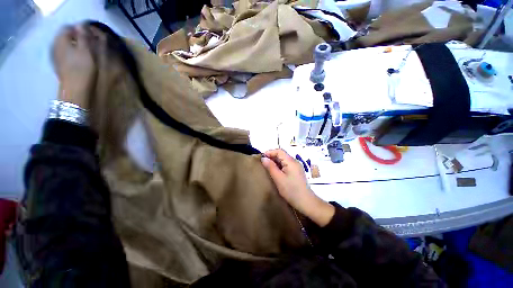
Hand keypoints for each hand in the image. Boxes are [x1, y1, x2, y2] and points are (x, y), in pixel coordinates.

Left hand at [52, 24, 96, 108]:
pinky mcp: (58, 65)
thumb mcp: (86, 51)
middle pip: (65, 36)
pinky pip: (64, 54)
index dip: (79, 30)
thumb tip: (81, 25)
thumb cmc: (82, 69)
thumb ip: (83, 36)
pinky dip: (70, 54)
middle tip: (88, 44)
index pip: (69, 28)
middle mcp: (55, 45)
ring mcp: (55, 56)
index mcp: (61, 40)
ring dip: (73, 46)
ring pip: (64, 46)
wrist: (74, 89)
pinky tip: (77, 60)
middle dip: (75, 38)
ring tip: (84, 52)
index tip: (89, 36)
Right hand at [261, 149, 334, 226]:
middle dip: (272, 157)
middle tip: (263, 163)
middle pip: (282, 155)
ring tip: (267, 167)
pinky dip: (280, 166)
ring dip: (275, 161)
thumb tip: (263, 158)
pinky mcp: (297, 172)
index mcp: (291, 161)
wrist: (306, 202)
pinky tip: (275, 171)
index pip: (279, 151)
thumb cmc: (291, 190)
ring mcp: (297, 167)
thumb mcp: (278, 178)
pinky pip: (286, 165)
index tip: (262, 157)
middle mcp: (295, 162)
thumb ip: (270, 167)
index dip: (270, 152)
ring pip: (284, 160)